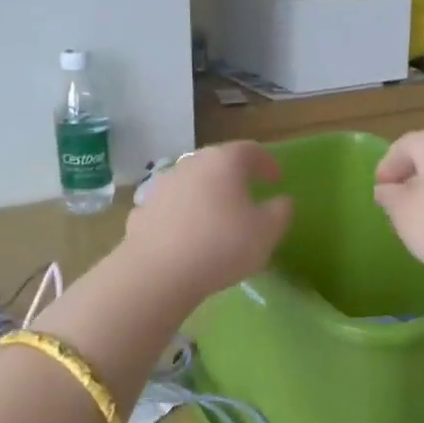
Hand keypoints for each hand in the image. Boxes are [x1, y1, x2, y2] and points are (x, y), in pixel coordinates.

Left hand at [124, 141, 292, 300]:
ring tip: (215, 219)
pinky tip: (186, 238)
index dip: (266, 162)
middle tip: (246, 195)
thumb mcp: (266, 232)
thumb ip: (280, 211)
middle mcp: (190, 165)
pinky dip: (181, 216)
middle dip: (233, 177)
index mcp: (223, 162)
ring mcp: (161, 186)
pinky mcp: (142, 210)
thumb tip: (281, 201)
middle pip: (216, 163)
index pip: (250, 150)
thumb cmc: (222, 245)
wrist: (158, 272)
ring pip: (190, 184)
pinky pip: (169, 208)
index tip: (276, 179)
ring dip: (205, 196)